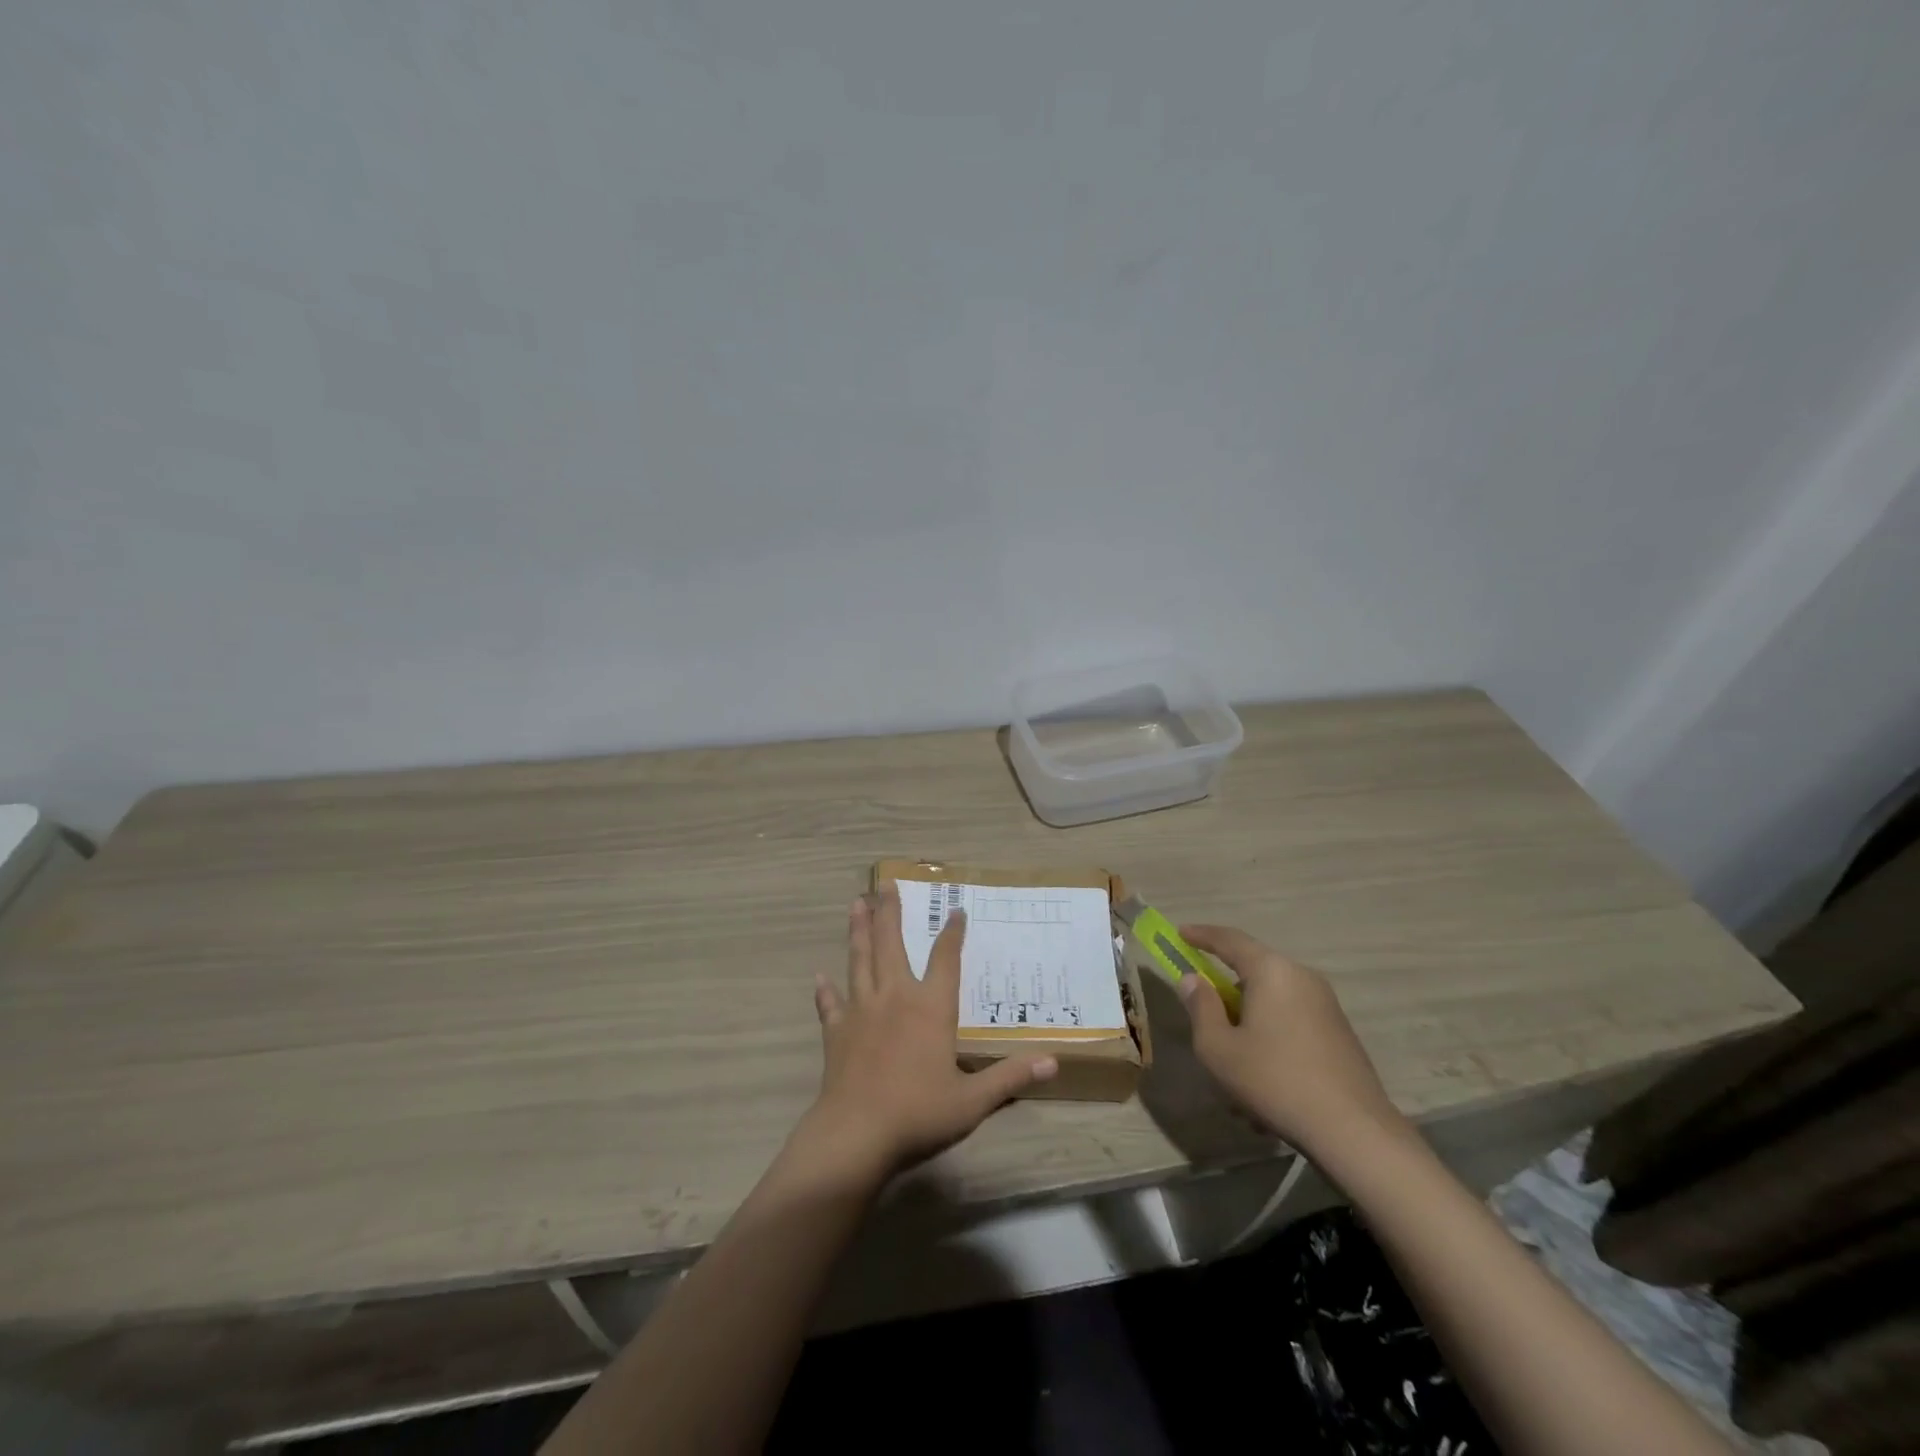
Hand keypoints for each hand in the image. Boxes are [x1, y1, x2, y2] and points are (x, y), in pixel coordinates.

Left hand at [806, 888, 1057, 1177]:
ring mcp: (860, 1011)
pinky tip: (820, 977)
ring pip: (859, 960)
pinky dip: (825, 990)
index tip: (955, 909)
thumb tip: (1053, 1063)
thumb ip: (1010, 1077)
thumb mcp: (973, 1100)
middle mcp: (894, 997)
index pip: (946, 958)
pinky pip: (830, 1004)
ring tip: (856, 903)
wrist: (856, 1134)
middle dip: (890, 912)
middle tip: (886, 883)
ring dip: (858, 931)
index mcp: (930, 1007)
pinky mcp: (836, 1032)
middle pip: (891, 944)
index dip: (952, 932)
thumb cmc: (919, 1113)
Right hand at [1176, 924, 1403, 1156]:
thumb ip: (1200, 1007)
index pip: (1229, 939)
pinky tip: (1264, 1084)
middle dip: (1225, 994)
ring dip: (1248, 1025)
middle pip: (1253, 972)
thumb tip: (1193, 980)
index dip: (1201, 935)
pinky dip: (1270, 1040)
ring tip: (1234, 1069)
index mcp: (1271, 971)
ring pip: (1271, 1003)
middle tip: (1205, 1019)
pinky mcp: (1340, 1034)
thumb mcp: (1218, 1047)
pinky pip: (1291, 1023)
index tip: (1180, 933)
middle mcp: (1302, 977)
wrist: (1354, 1131)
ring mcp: (1326, 1006)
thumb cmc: (1274, 1080)